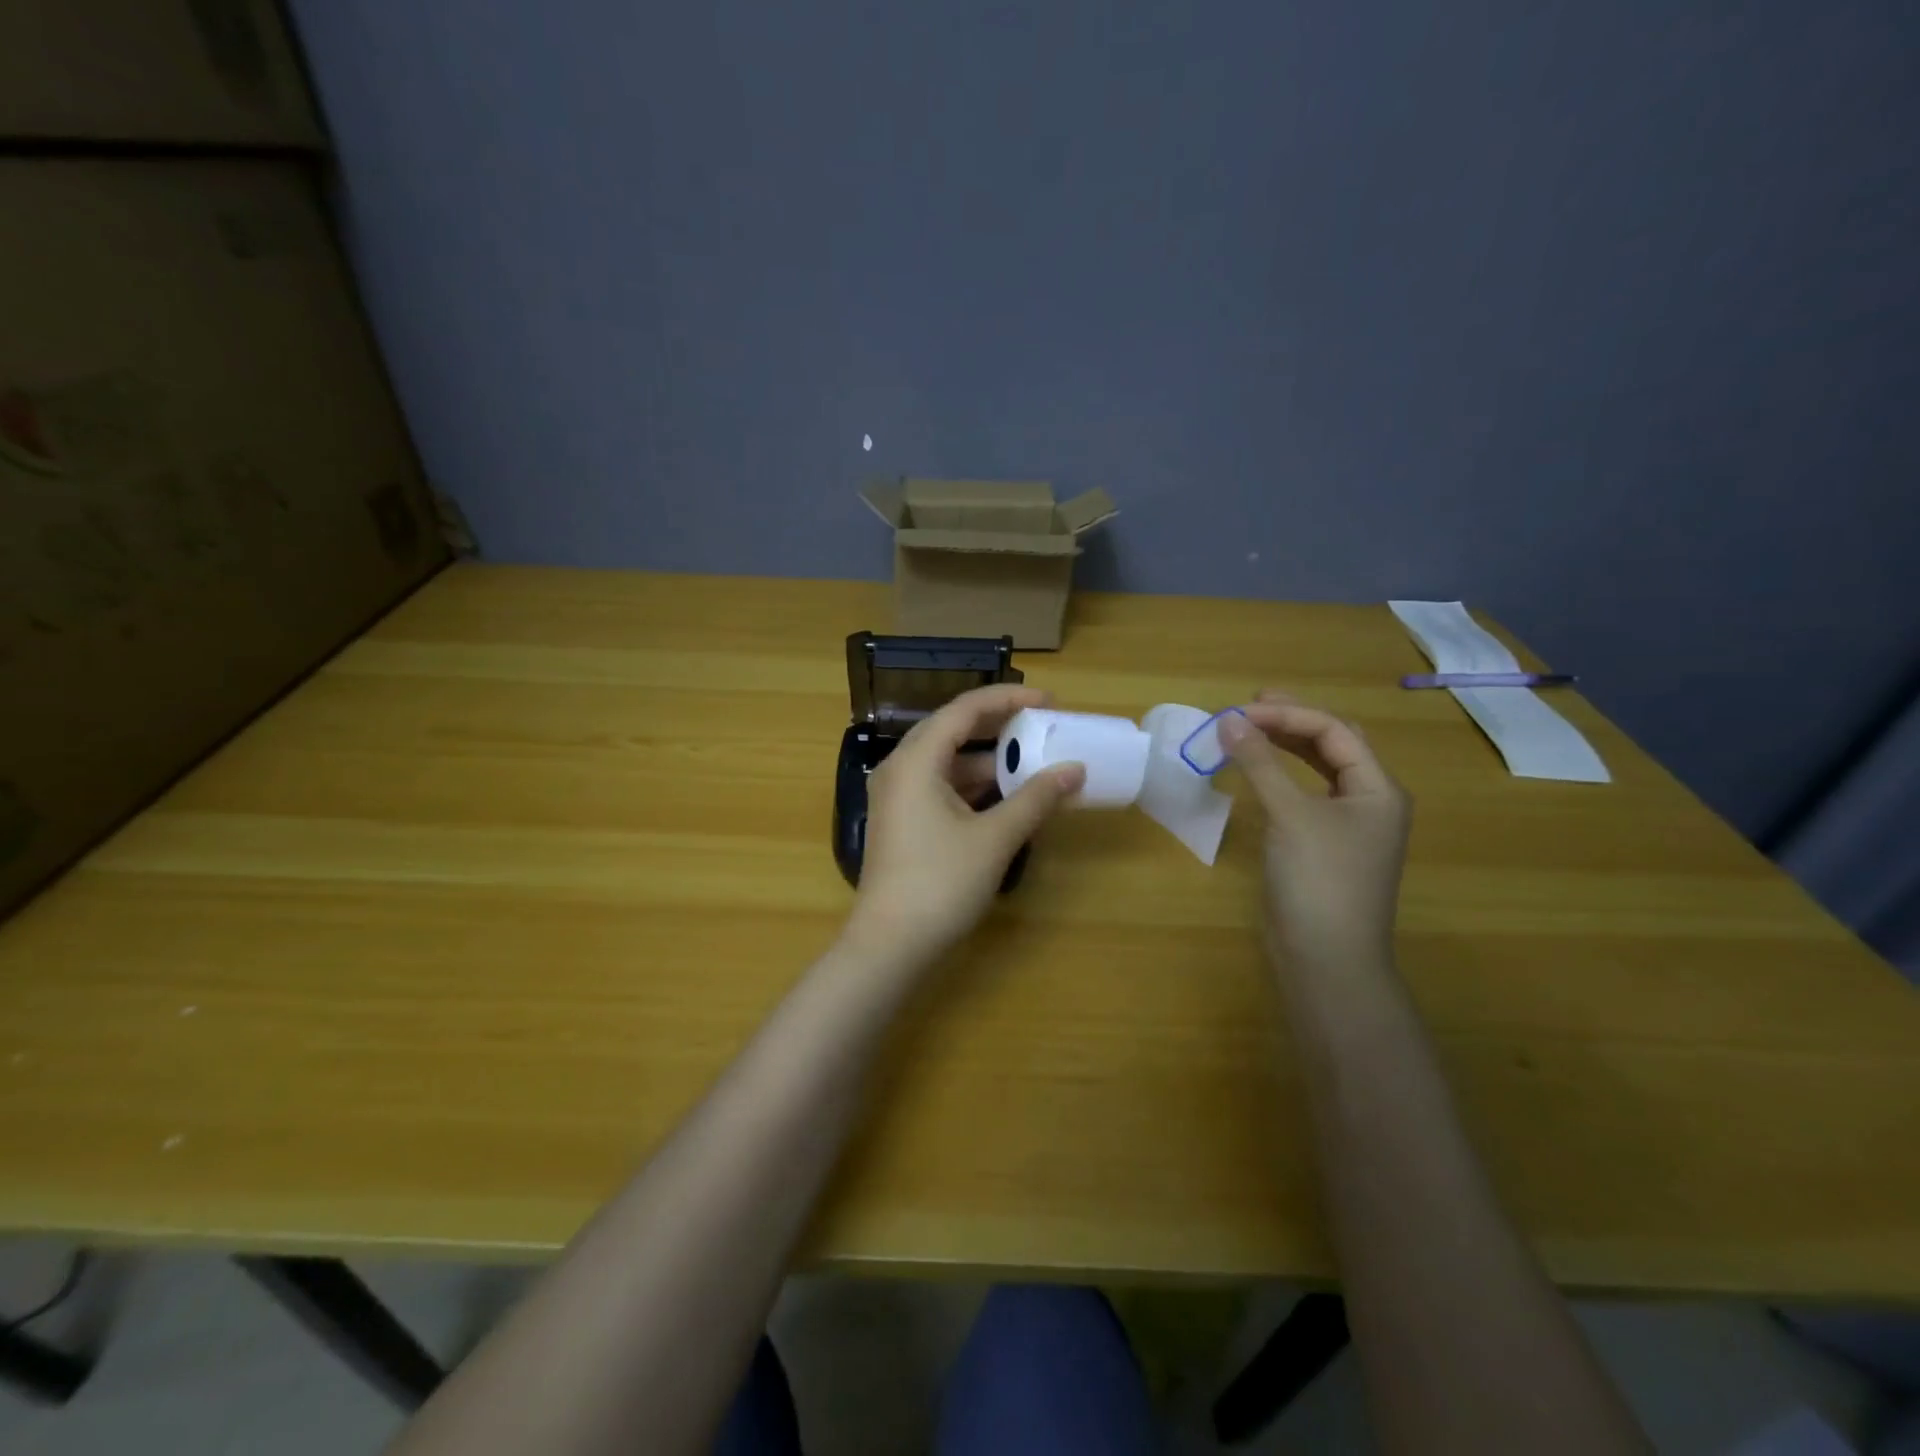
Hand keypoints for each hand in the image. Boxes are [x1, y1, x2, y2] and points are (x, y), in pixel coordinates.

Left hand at [845, 685, 1085, 968]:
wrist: (891, 945)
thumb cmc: (940, 883)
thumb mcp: (995, 838)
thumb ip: (1036, 799)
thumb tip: (1075, 770)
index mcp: (916, 760)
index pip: (964, 709)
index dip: (1009, 699)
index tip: (1049, 702)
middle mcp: (901, 768)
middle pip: (953, 730)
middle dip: (1000, 726)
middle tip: (1042, 726)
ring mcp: (898, 796)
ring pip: (948, 762)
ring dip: (989, 760)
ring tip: (1033, 763)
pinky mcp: (903, 821)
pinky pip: (942, 787)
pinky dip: (975, 786)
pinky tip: (1007, 797)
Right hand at [1219, 690, 1411, 973]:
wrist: (1327, 958)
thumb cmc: (1319, 880)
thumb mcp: (1290, 815)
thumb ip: (1259, 763)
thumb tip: (1227, 720)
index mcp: (1378, 789)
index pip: (1334, 732)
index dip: (1287, 715)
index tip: (1239, 713)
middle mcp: (1369, 801)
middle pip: (1332, 745)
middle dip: (1292, 721)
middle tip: (1249, 705)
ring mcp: (1348, 826)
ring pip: (1318, 770)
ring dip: (1286, 746)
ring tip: (1250, 729)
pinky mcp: (1323, 845)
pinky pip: (1304, 795)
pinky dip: (1281, 776)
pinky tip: (1259, 773)